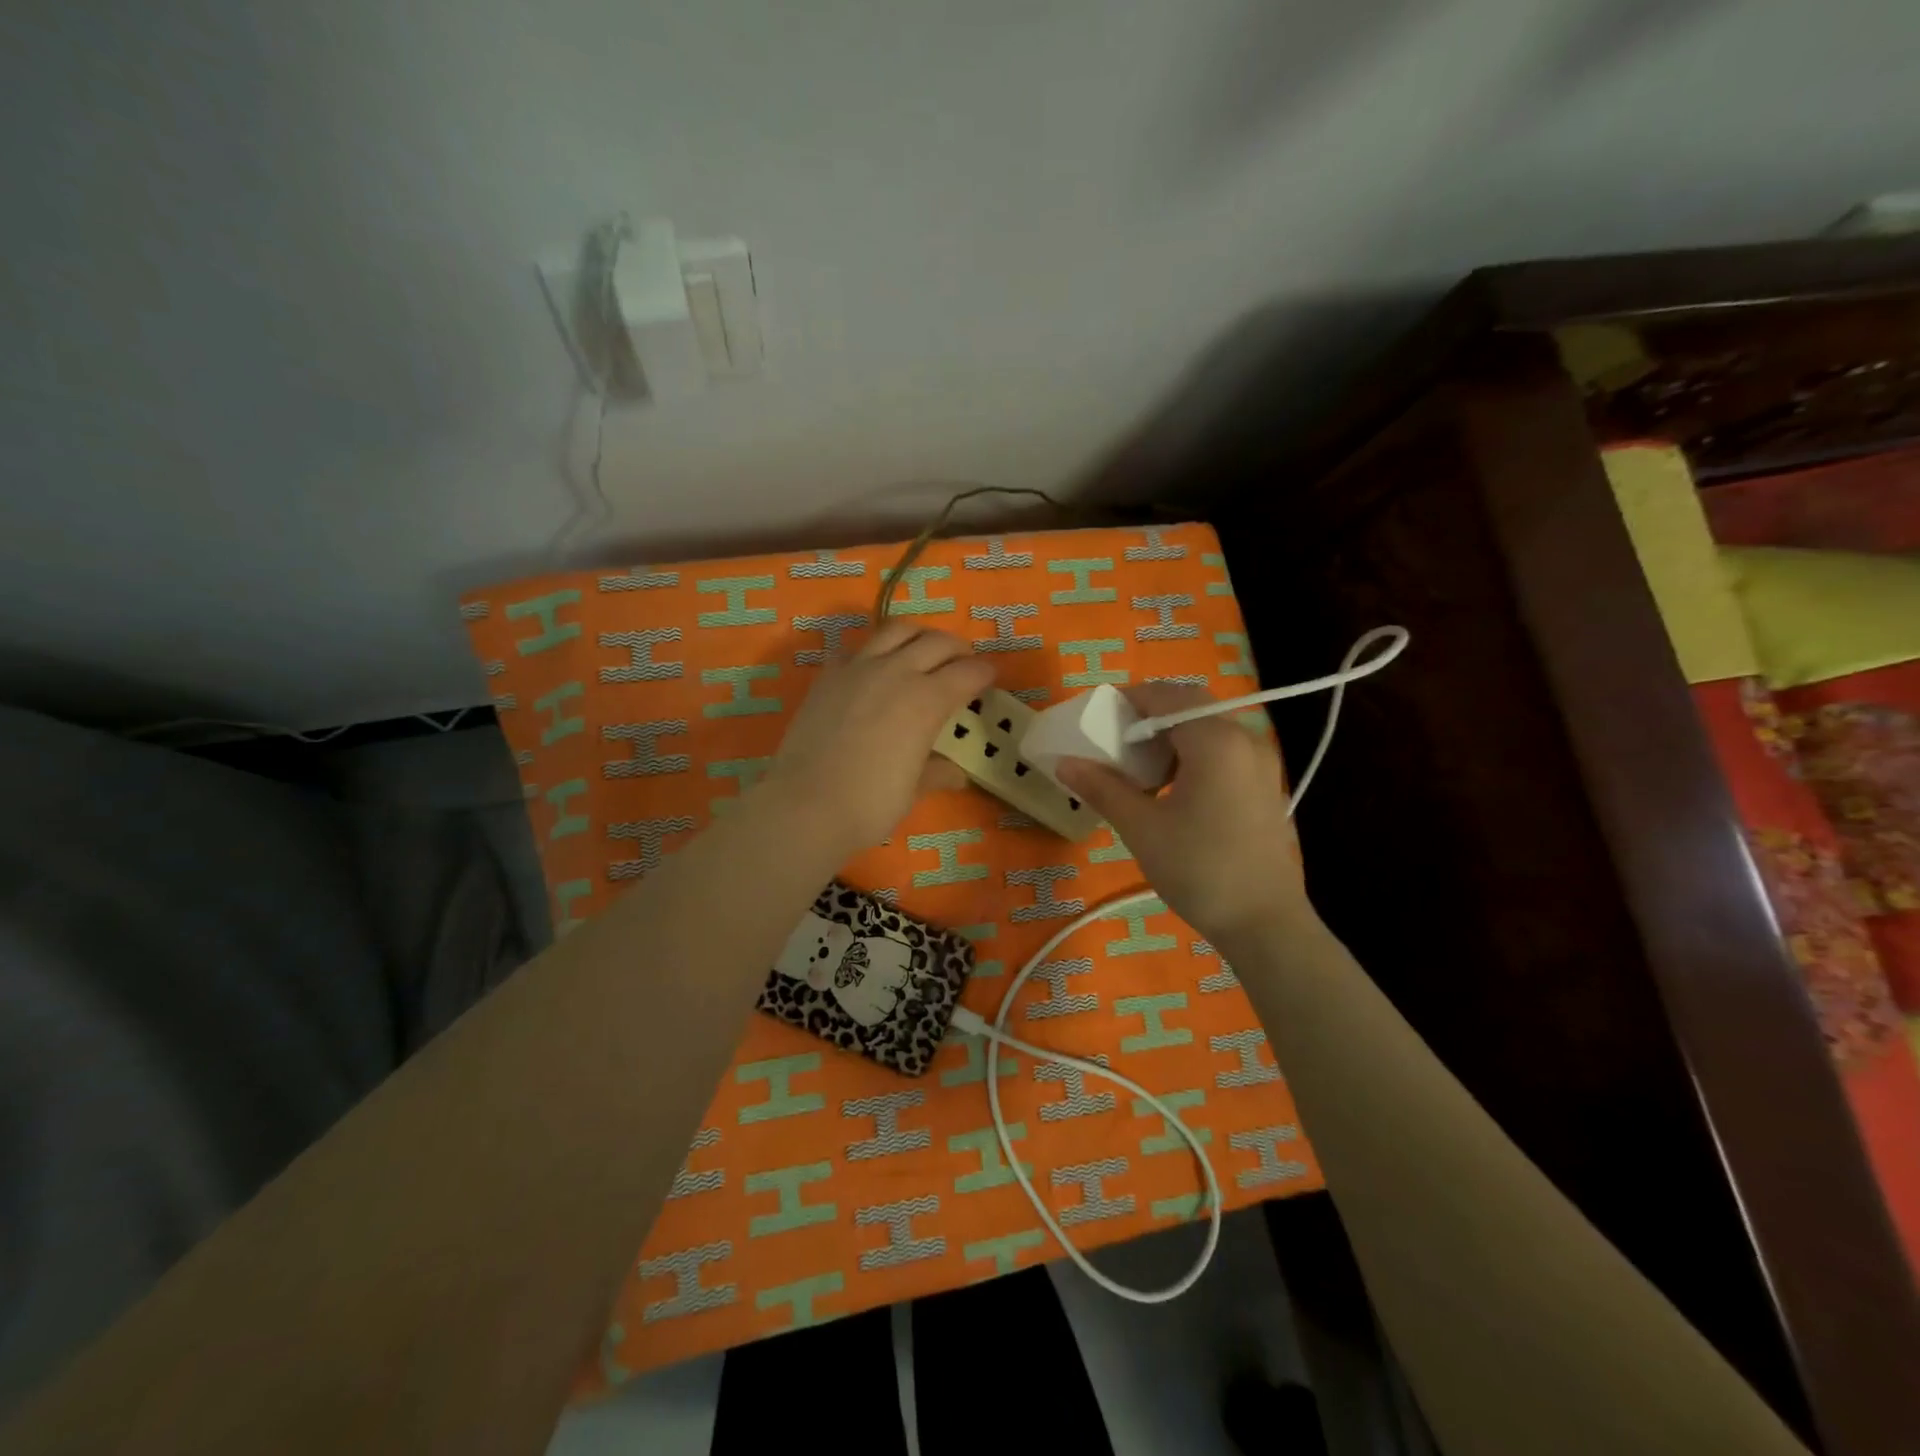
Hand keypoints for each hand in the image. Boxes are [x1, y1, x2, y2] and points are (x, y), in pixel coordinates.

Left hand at [761, 620, 993, 858]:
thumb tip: (956, 773)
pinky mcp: (828, 675)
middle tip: (962, 662)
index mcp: (927, 700)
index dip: (984, 673)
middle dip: (957, 648)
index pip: (968, 673)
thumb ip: (936, 773)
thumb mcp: (912, 790)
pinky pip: (857, 649)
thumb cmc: (869, 803)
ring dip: (918, 636)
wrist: (805, 805)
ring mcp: (858, 668)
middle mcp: (897, 672)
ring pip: (896, 630)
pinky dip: (873, 652)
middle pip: (937, 642)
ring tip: (922, 651)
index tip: (989, 677)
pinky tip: (873, 669)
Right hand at [1055, 683, 1312, 947]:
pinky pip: (1222, 750)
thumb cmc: (1200, 869)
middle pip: (1189, 706)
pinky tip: (1171, 787)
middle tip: (1114, 742)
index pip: (1166, 695)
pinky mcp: (1265, 784)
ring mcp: (1260, 762)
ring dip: (1170, 735)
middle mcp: (1244, 738)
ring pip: (1207, 728)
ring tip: (1138, 767)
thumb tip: (1065, 762)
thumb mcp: (1141, 827)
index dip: (1128, 700)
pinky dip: (1191, 753)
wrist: (1264, 923)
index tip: (1097, 719)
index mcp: (1215, 740)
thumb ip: (1102, 787)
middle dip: (1148, 716)